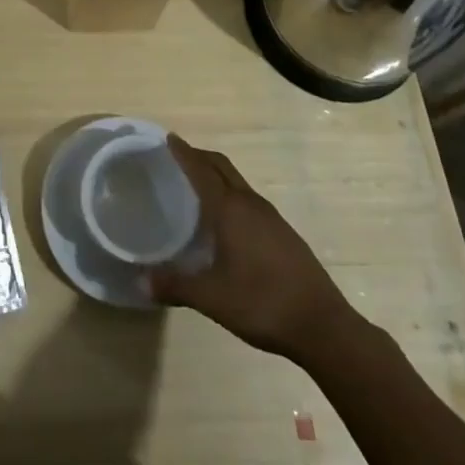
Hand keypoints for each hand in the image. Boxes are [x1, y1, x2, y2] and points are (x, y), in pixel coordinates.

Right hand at [145, 134, 356, 359]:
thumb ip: (175, 286)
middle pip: (222, 167)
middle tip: (177, 156)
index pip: (201, 169)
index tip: (168, 138)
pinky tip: (226, 220)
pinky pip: (249, 200)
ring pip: (237, 182)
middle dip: (199, 156)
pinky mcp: (283, 233)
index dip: (184, 153)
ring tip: (197, 185)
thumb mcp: (212, 298)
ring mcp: (271, 217)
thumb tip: (140, 282)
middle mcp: (250, 204)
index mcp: (230, 209)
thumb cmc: (262, 303)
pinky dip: (231, 194)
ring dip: (217, 175)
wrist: (323, 326)